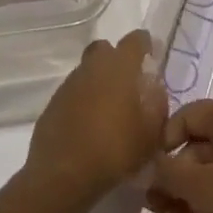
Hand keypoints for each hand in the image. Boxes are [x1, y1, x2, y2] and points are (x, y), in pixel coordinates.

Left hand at [23, 30, 166, 212]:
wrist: (63, 173)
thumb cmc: (114, 149)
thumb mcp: (150, 134)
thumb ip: (158, 105)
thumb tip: (155, 88)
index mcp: (120, 65)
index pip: (136, 39)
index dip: (146, 45)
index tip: (152, 57)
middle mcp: (94, 65)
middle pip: (107, 49)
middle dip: (118, 60)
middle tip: (128, 84)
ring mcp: (71, 81)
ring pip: (89, 69)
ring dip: (100, 81)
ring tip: (110, 110)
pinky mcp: (55, 100)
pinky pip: (75, 91)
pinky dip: (84, 100)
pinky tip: (90, 124)